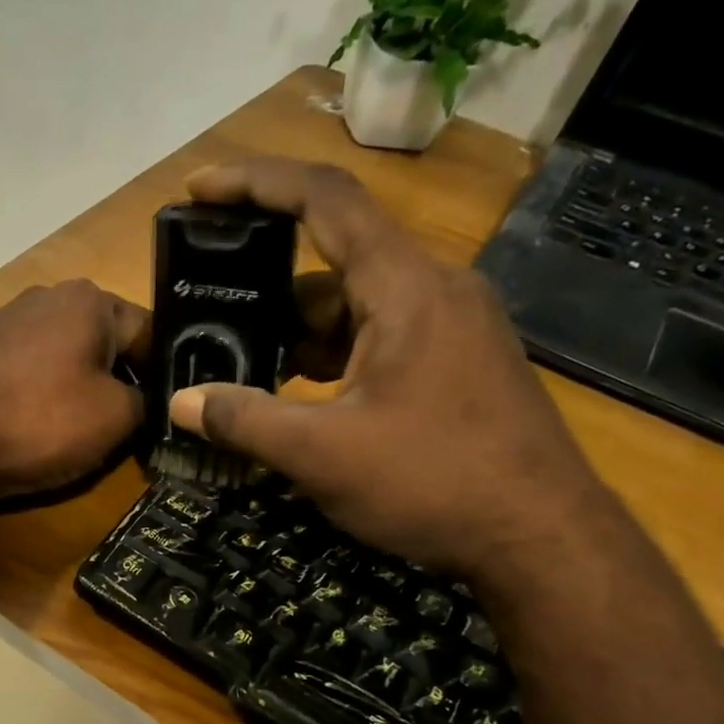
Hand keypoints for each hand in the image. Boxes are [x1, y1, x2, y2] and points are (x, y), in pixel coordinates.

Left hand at [0, 279, 148, 504]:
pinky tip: (40, 422)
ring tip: (81, 428)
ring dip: (81, 386)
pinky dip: (45, 391)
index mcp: (89, 299)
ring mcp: (8, 319)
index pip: (149, 333)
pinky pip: (33, 367)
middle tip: (126, 425)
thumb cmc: (42, 424)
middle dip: (119, 379)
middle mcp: (48, 294)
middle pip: (106, 340)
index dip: (163, 376)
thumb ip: (148, 400)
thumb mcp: (118, 418)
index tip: (163, 412)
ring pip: (68, 354)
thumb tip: (146, 399)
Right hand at [168, 158, 612, 580]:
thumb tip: (180, 403)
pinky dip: (331, 357)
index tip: (200, 188)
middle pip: (334, 260)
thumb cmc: (434, 483)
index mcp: (405, 288)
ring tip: (243, 369)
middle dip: (266, 286)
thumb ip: (244, 421)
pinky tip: (299, 398)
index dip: (256, 183)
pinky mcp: (456, 364)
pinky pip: (379, 338)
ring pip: (355, 307)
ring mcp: (451, 328)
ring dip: (298, 332)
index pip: (324, 200)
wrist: (542, 540)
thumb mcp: (323, 454)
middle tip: (210, 312)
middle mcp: (434, 290)